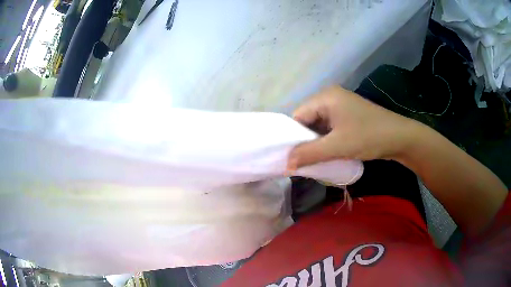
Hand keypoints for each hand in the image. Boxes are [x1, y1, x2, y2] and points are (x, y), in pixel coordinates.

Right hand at [287, 85, 420, 169]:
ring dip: (315, 142)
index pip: (298, 115)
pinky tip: (326, 153)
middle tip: (301, 161)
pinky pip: (329, 128)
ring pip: (318, 125)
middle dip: (304, 140)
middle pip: (307, 119)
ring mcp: (340, 106)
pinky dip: (326, 140)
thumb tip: (285, 164)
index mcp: (325, 96)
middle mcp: (330, 97)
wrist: (400, 137)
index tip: (289, 156)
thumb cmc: (368, 136)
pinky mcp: (348, 116)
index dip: (292, 136)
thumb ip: (309, 154)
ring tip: (313, 159)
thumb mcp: (337, 146)